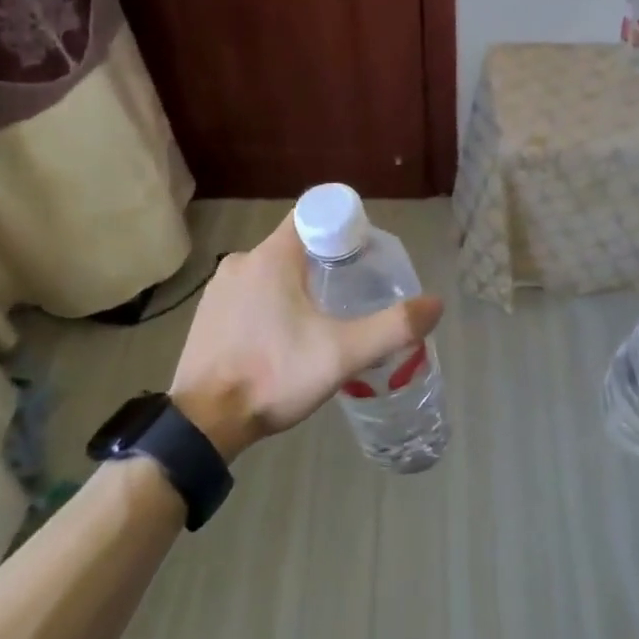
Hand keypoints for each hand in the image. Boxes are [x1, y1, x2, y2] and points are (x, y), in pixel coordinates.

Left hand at [170, 215, 443, 462]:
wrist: (203, 422)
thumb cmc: (274, 376)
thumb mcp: (342, 355)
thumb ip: (392, 328)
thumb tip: (435, 304)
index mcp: (271, 257)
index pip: (313, 216)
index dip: (343, 229)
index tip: (363, 256)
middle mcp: (241, 261)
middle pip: (294, 246)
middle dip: (325, 263)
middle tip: (352, 295)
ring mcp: (218, 288)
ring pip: (270, 272)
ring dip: (297, 286)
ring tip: (321, 321)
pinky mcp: (206, 315)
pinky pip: (248, 295)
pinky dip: (270, 305)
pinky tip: (282, 339)